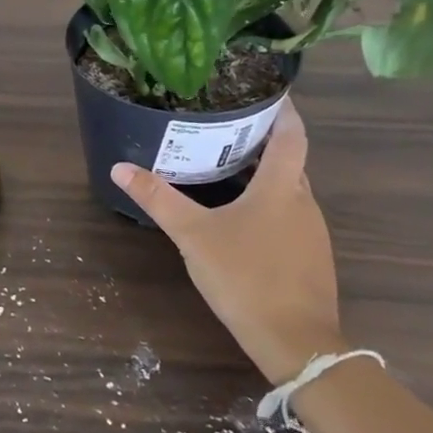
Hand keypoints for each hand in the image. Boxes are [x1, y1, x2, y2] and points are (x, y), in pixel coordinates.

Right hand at [110, 99, 343, 382]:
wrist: (296, 343)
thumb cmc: (245, 277)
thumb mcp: (192, 235)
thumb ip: (158, 199)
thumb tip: (119, 167)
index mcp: (282, 187)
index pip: (292, 134)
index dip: (283, 109)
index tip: (267, 89)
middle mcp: (304, 202)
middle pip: (290, 160)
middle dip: (264, 141)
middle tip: (226, 126)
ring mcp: (312, 232)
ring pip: (289, 190)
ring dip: (264, 175)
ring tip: (227, 166)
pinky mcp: (311, 258)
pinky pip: (290, 216)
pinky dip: (268, 204)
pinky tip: (241, 218)